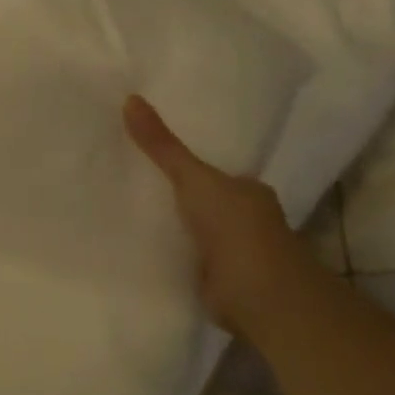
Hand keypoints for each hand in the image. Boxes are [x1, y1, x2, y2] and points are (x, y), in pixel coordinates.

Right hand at [124, 94, 312, 335]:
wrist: (263, 297)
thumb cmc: (236, 228)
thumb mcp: (193, 178)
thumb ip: (162, 145)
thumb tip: (130, 97)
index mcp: (250, 191)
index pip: (218, 173)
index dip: (191, 167)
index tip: (157, 160)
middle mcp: (250, 220)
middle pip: (208, 201)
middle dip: (181, 197)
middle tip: (135, 181)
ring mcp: (239, 255)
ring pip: (200, 233)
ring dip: (177, 228)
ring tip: (131, 212)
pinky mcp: (224, 285)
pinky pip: (193, 262)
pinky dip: (175, 257)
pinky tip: (146, 249)